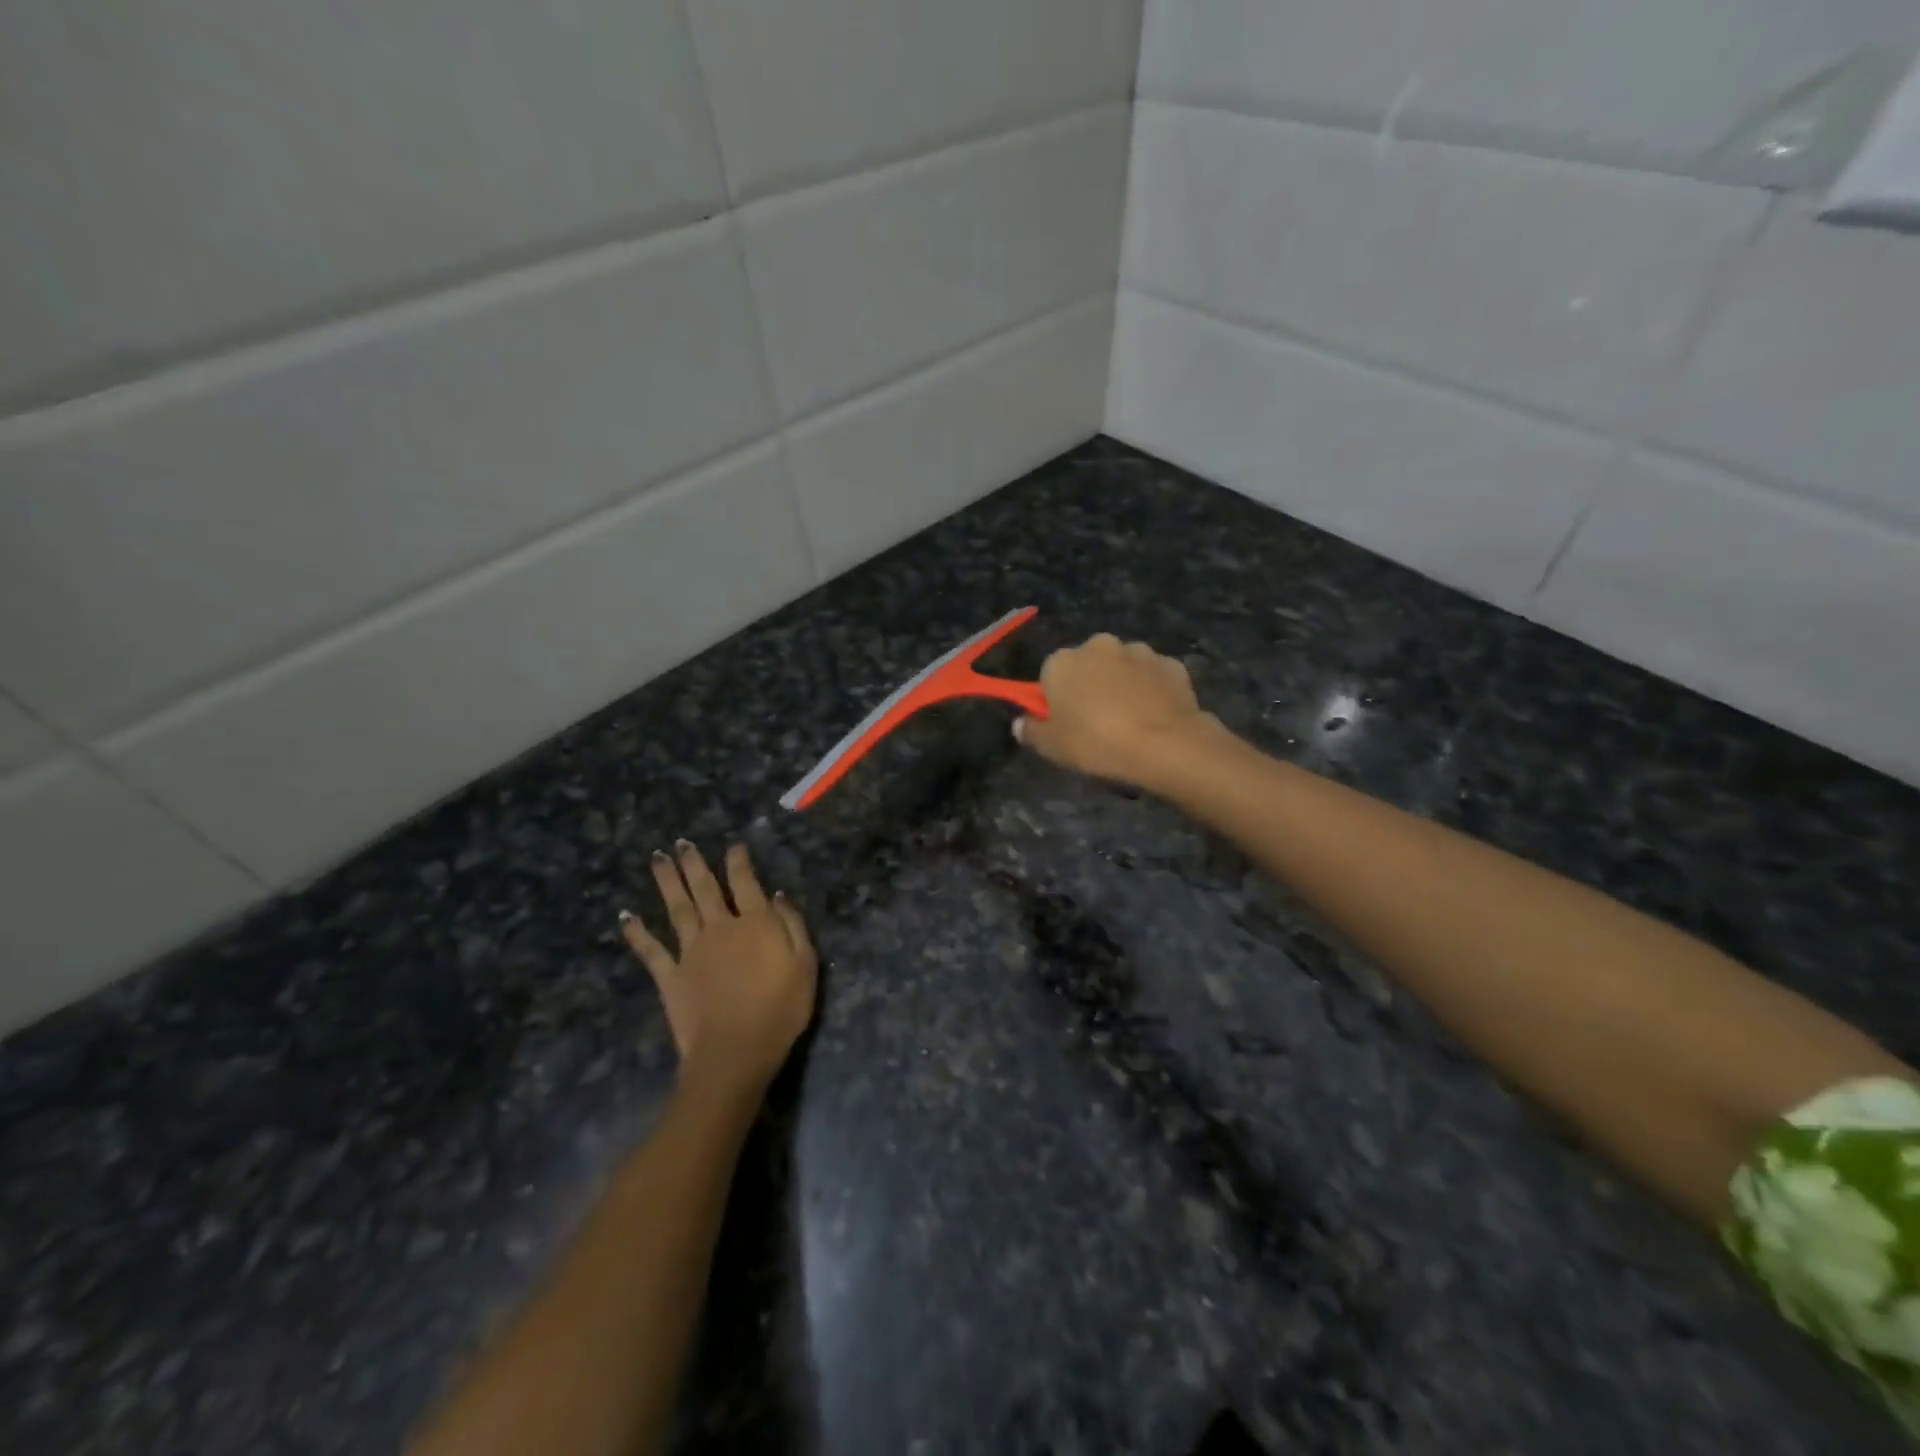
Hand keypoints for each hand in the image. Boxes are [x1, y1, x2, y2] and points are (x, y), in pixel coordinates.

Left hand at [620, 841, 817, 1097]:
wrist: (736, 1051)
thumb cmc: (780, 1009)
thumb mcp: (805, 964)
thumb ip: (792, 925)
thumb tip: (777, 895)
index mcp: (755, 923)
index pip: (745, 882)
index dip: (738, 861)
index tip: (734, 845)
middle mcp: (720, 927)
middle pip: (705, 888)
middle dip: (695, 863)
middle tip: (682, 842)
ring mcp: (691, 950)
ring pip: (677, 907)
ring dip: (667, 881)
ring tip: (658, 858)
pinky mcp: (670, 975)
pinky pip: (650, 949)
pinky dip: (637, 932)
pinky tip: (625, 916)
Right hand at [1014, 633, 1209, 787]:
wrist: (1164, 745)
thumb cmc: (1096, 743)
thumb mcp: (1053, 747)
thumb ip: (1031, 732)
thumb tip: (1020, 724)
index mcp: (1062, 661)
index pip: (1049, 674)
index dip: (1055, 699)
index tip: (1064, 723)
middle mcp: (1098, 645)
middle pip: (1087, 665)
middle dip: (1089, 685)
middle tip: (1096, 723)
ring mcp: (1138, 651)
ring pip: (1122, 667)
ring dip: (1121, 685)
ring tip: (1130, 721)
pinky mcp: (1171, 664)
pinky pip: (1152, 677)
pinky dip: (1151, 690)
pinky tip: (1155, 717)